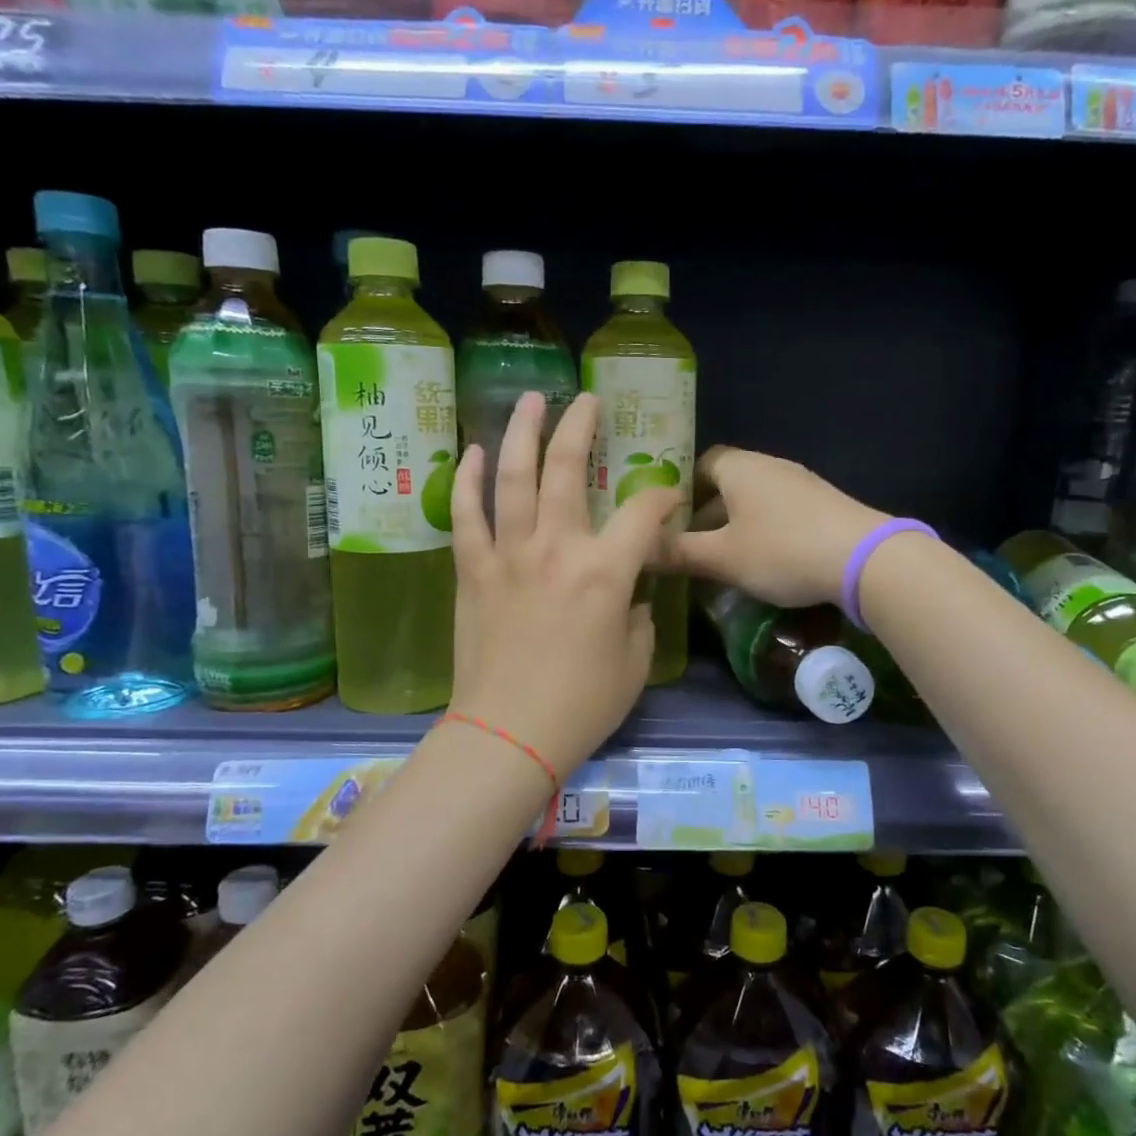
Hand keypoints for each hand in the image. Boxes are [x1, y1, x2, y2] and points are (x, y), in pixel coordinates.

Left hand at [449, 391, 680, 780]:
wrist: (508, 735)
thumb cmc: (582, 705)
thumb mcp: (633, 663)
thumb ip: (637, 617)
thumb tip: (629, 597)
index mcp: (606, 572)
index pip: (644, 512)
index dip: (663, 497)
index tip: (669, 499)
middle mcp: (556, 549)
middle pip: (566, 470)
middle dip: (580, 427)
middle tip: (586, 399)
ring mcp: (508, 555)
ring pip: (512, 478)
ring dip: (521, 433)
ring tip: (529, 400)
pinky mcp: (473, 572)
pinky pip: (467, 516)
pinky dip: (470, 481)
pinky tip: (474, 452)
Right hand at [666, 446, 887, 607]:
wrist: (865, 559)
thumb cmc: (782, 550)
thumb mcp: (723, 557)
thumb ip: (678, 552)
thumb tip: (638, 549)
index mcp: (740, 467)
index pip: (699, 462)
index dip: (679, 489)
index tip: (666, 520)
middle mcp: (770, 466)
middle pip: (727, 483)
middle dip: (705, 513)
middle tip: (687, 546)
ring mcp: (801, 484)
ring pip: (754, 500)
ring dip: (735, 525)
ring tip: (721, 559)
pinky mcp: (823, 505)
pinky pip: (780, 512)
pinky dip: (763, 531)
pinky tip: (763, 561)